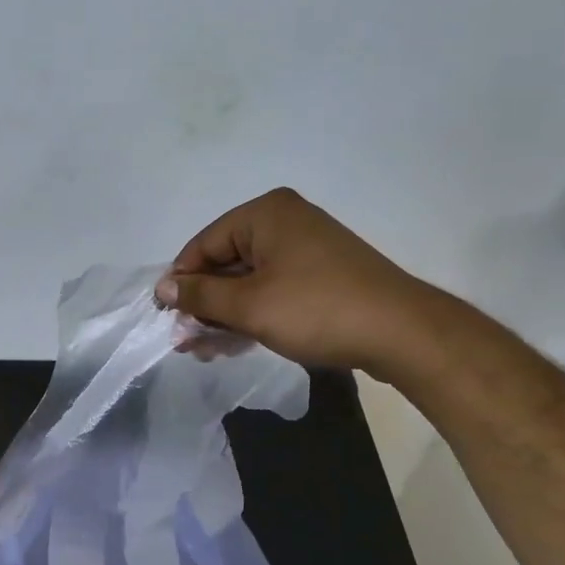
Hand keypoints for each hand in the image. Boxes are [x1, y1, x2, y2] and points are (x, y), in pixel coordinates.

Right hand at [155, 188, 440, 373]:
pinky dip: (251, 314)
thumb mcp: (248, 305)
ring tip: (205, 350)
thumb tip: (163, 287)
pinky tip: (234, 343)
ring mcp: (306, 248)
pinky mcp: (321, 274)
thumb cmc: (316, 310)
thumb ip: (200, 295)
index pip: (204, 244)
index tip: (167, 318)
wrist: (401, 333)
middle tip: (186, 341)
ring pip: (247, 280)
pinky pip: (272, 289)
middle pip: (225, 262)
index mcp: (265, 214)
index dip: (181, 281)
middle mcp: (284, 222)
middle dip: (203, 303)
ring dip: (224, 314)